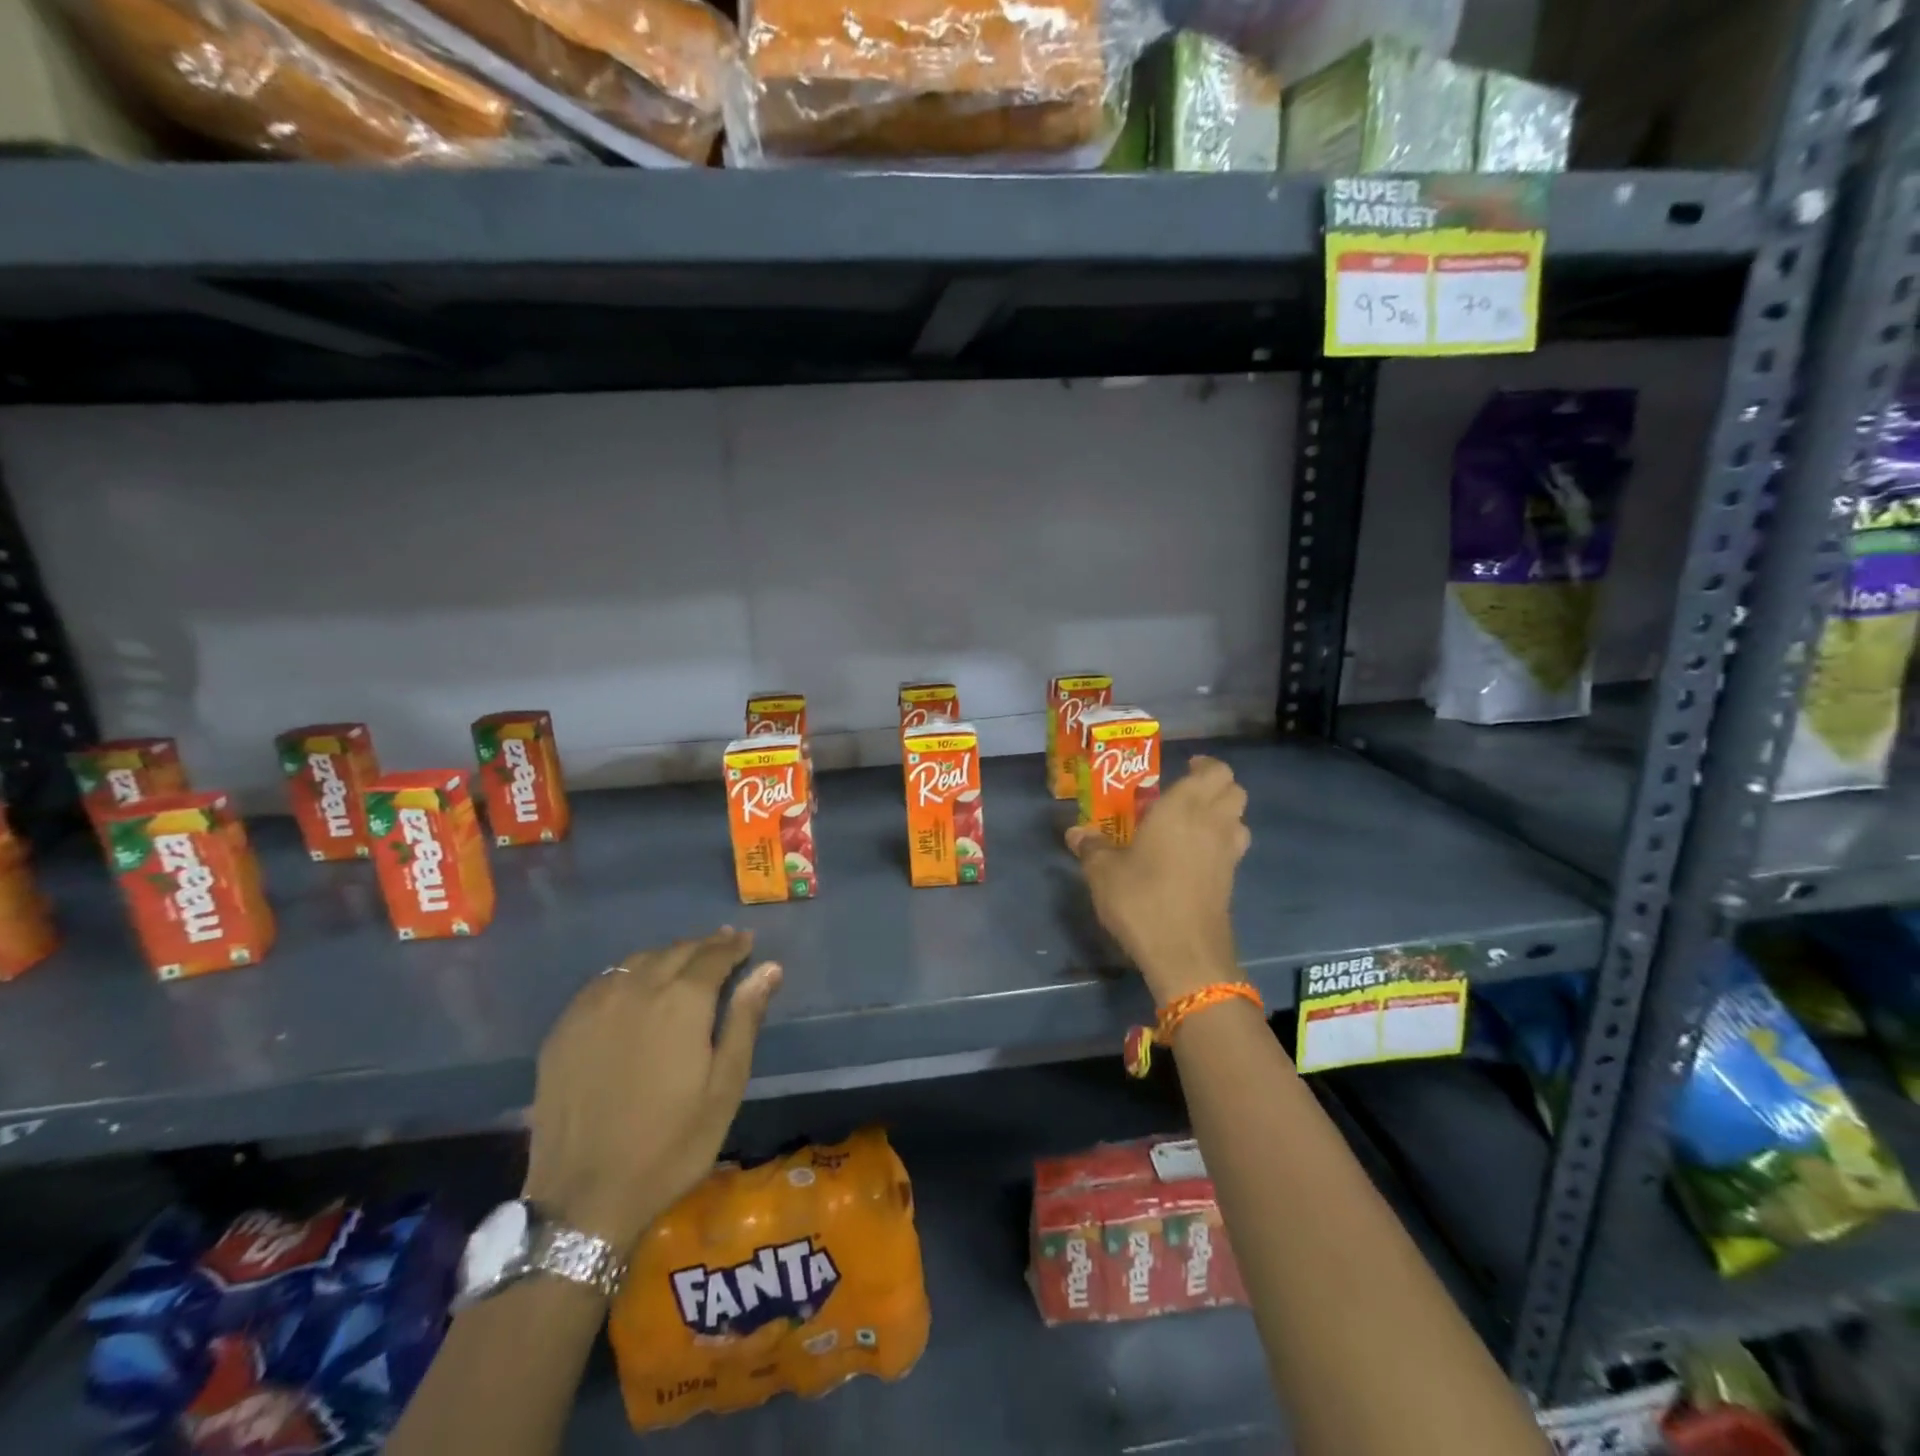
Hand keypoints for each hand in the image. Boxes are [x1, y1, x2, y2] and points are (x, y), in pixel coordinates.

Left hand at [523, 928, 781, 1254]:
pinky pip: (604, 982)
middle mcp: (636, 989)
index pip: (713, 955)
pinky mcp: (564, 1028)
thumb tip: (769, 968)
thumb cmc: (671, 1144)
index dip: (734, 945)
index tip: (747, 941)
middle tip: (722, 947)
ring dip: (666, 957)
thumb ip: (745, 1019)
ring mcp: (594, 1006)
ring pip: (637, 961)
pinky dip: (629, 975)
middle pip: (676, 951)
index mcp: (681, 1001)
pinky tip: (636, 990)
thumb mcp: (724, 1087)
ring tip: (683, 965)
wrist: (585, 1198)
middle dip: (703, 947)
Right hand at [1066, 755, 1249, 1004]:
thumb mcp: (1103, 872)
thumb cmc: (1142, 900)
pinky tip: (1191, 858)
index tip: (1183, 768)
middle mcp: (1213, 823)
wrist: (1185, 955)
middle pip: (1234, 790)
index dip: (1203, 766)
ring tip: (1191, 824)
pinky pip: (1233, 848)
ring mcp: (1227, 854)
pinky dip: (1220, 843)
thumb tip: (1075, 833)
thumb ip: (1092, 848)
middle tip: (1184, 794)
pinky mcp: (1231, 882)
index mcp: (1183, 807)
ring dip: (1223, 814)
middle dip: (1215, 786)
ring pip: (1239, 819)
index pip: (1215, 771)